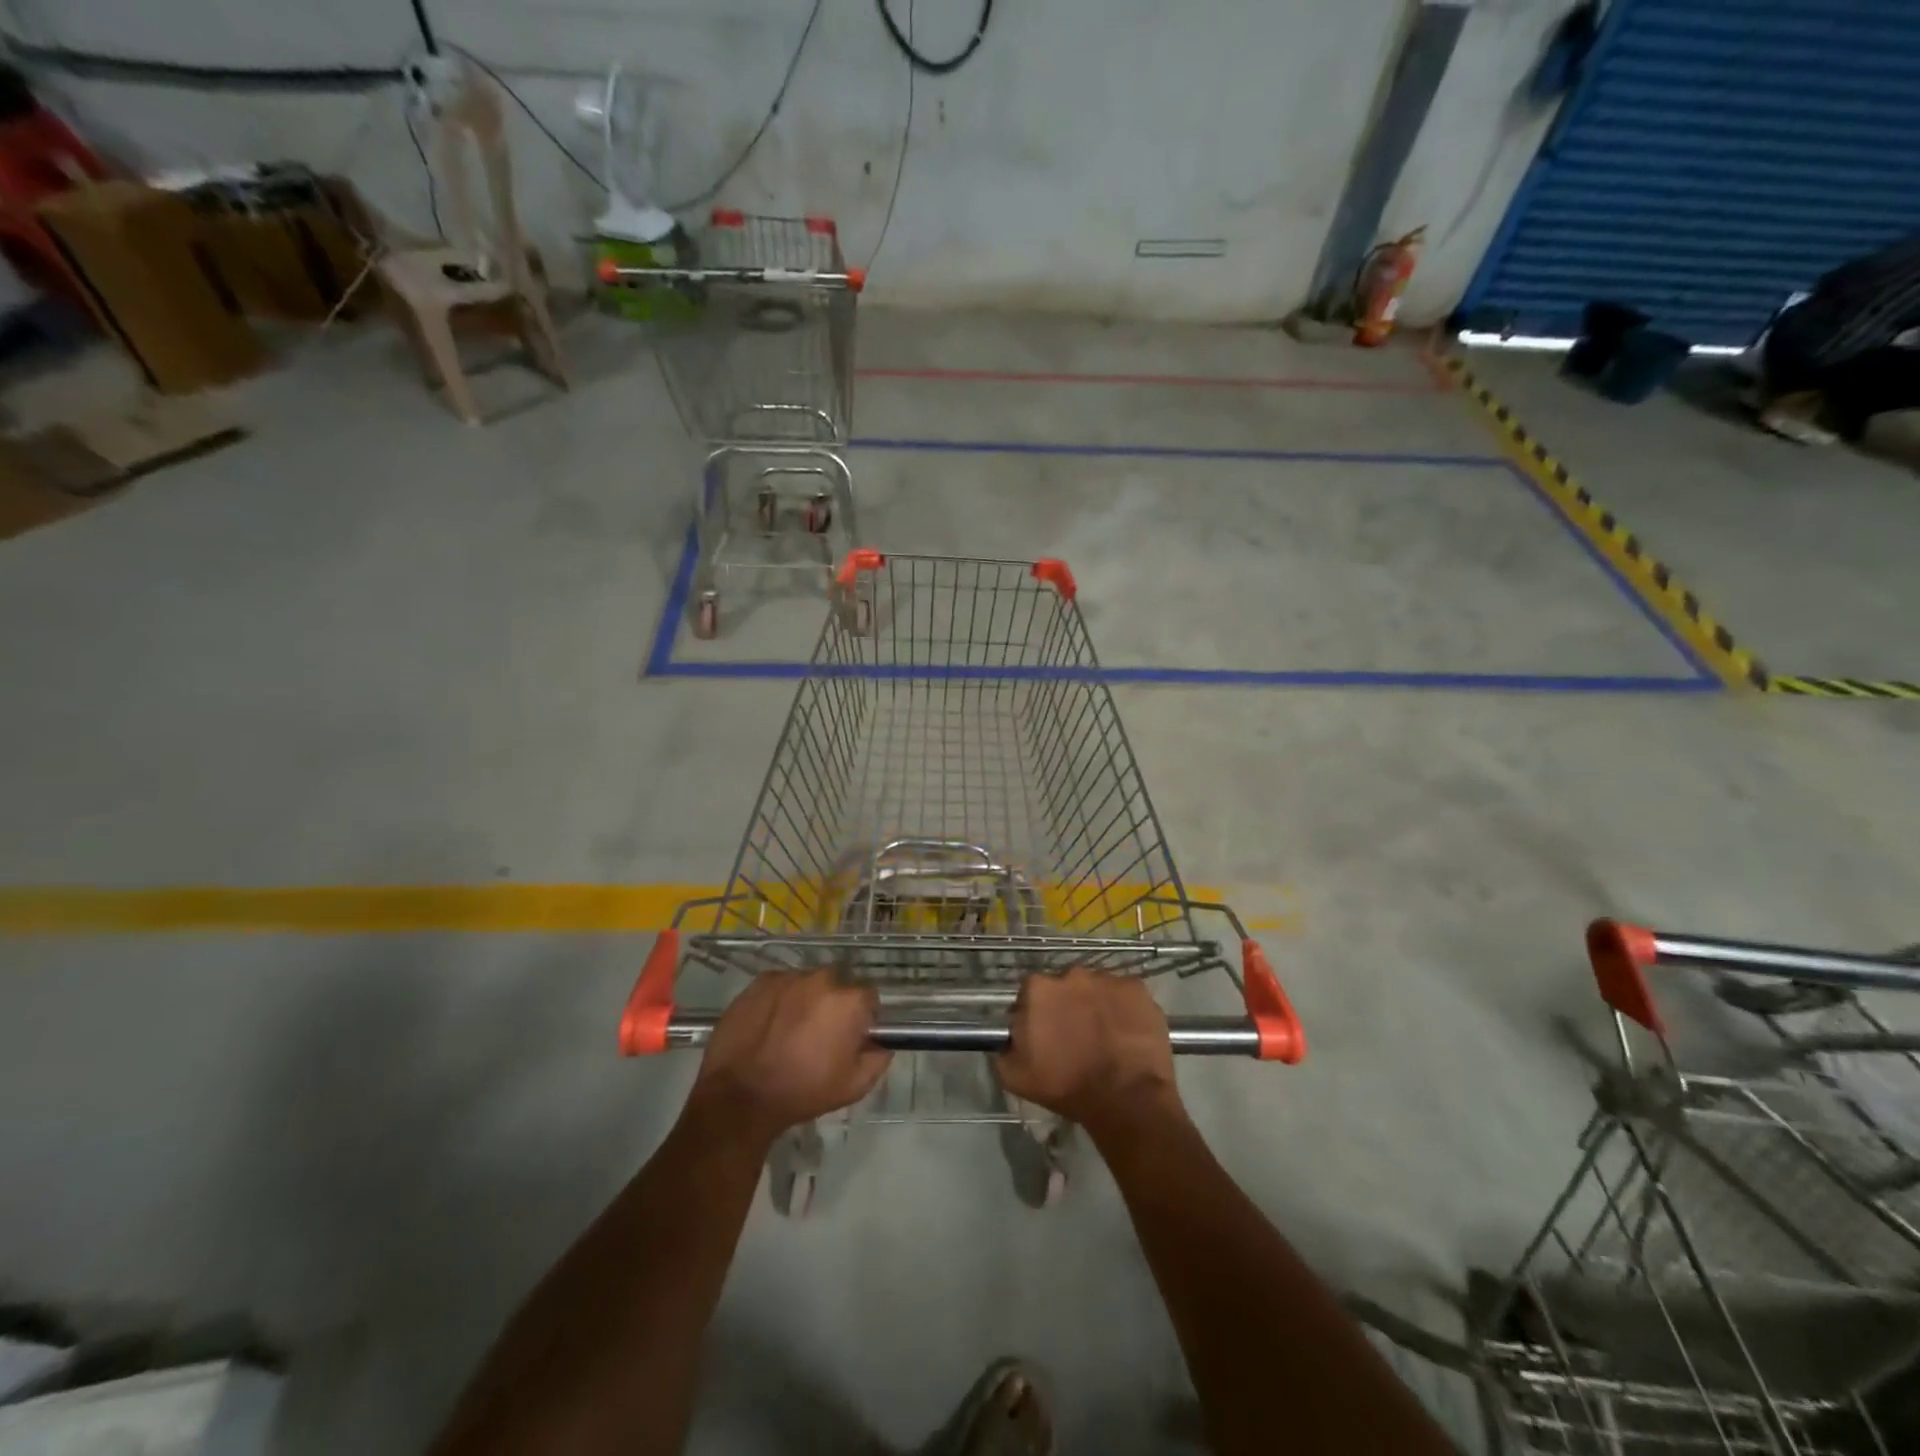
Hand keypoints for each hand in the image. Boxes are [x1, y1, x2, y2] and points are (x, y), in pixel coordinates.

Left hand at [689, 970, 891, 1144]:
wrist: (741, 1096)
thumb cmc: (804, 1091)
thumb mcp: (855, 1086)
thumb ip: (879, 1058)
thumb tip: (881, 1042)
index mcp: (850, 1001)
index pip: (869, 997)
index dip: (862, 1017)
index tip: (850, 1037)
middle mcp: (823, 979)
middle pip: (838, 985)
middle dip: (834, 1005)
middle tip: (820, 1034)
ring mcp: (790, 977)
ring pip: (808, 984)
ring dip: (807, 1000)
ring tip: (790, 1030)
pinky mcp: (762, 981)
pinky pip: (782, 985)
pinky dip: (781, 1000)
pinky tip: (770, 1025)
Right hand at [996, 969, 1182, 1138]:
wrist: (1126, 1099)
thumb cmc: (1067, 1086)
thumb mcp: (1016, 1076)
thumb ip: (1003, 1047)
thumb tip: (1008, 1036)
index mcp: (1038, 989)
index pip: (1031, 993)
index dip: (1037, 1014)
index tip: (1044, 1035)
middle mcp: (1072, 973)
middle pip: (1065, 987)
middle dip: (1067, 1006)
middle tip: (1075, 1036)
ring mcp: (1107, 979)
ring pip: (1096, 989)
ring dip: (1095, 1005)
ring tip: (1105, 1037)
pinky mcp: (1137, 988)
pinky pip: (1124, 995)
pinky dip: (1123, 1009)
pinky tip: (1126, 1033)